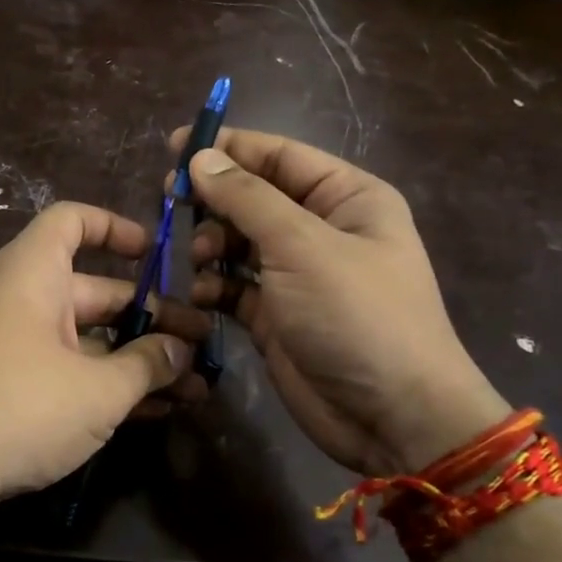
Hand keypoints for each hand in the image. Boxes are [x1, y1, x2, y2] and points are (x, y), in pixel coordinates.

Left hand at [0, 201, 208, 524]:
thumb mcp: (97, 390)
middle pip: (93, 291)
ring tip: (193, 385)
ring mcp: (12, 345)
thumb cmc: (19, 408)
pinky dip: (104, 383)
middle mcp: (20, 300)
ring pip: (85, 339)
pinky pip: (66, 370)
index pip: (71, 221)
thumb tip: (181, 350)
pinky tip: (152, 411)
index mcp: (32, 275)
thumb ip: (147, 365)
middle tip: (200, 342)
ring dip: (135, 359)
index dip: (115, 227)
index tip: (157, 253)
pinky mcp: (8, 386)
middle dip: (150, 316)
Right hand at [175, 128, 508, 473]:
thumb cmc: (356, 315)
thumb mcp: (302, 246)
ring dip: (211, 245)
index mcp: (346, 198)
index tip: (176, 145)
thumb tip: (200, 158)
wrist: (391, 416)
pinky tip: (201, 294)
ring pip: (238, 242)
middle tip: (170, 202)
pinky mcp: (275, 315)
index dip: (229, 148)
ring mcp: (297, 275)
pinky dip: (213, 285)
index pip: (280, 156)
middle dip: (214, 200)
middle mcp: (322, 230)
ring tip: (198, 258)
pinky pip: (234, 285)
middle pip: (254, 198)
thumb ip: (247, 199)